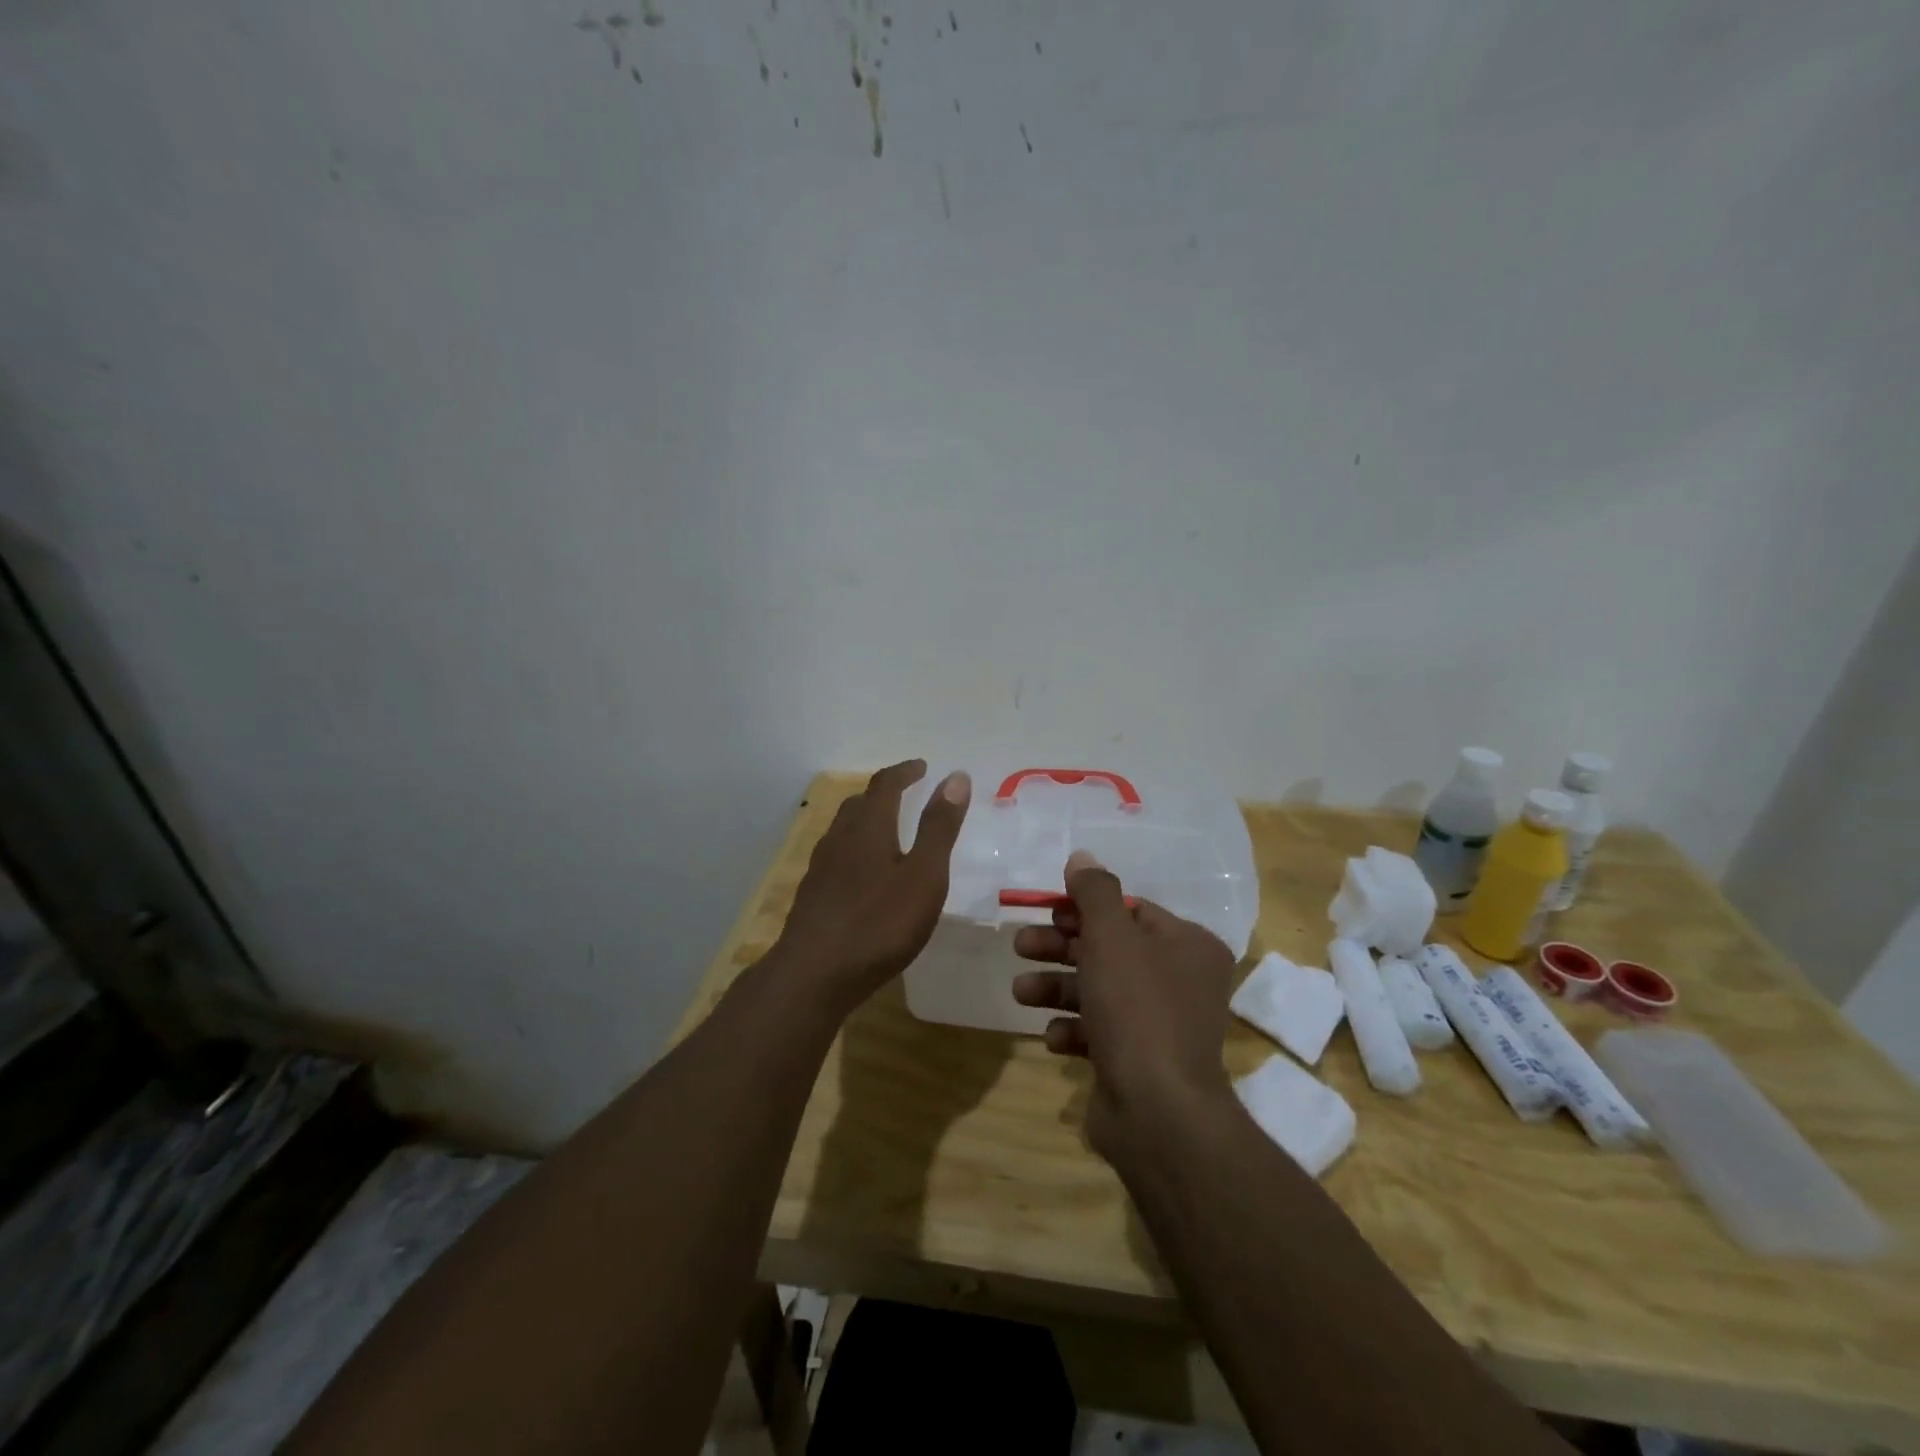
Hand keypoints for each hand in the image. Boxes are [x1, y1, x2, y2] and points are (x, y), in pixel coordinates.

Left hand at [775, 760, 969, 1013]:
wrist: (814, 975)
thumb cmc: (879, 924)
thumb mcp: (924, 875)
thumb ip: (939, 827)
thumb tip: (956, 777)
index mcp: (868, 827)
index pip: (885, 784)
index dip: (905, 771)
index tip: (922, 766)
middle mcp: (839, 839)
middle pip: (859, 804)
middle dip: (883, 794)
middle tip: (905, 795)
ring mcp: (820, 868)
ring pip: (843, 831)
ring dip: (865, 821)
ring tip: (886, 832)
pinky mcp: (811, 896)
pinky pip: (836, 858)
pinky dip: (854, 851)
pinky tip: (862, 877)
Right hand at [1012, 850, 1237, 1163]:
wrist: (1157, 1112)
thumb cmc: (1137, 1008)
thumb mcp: (1111, 937)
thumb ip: (1094, 892)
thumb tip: (1082, 856)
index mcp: (1188, 945)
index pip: (1130, 911)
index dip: (1084, 908)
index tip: (1046, 910)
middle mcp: (1181, 981)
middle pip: (1109, 949)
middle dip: (1060, 948)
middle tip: (1020, 945)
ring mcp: (1161, 1024)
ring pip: (1098, 990)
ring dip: (1056, 988)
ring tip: (1020, 993)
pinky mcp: (1139, 1061)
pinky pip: (1100, 1032)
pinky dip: (1073, 1029)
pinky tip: (1054, 1037)